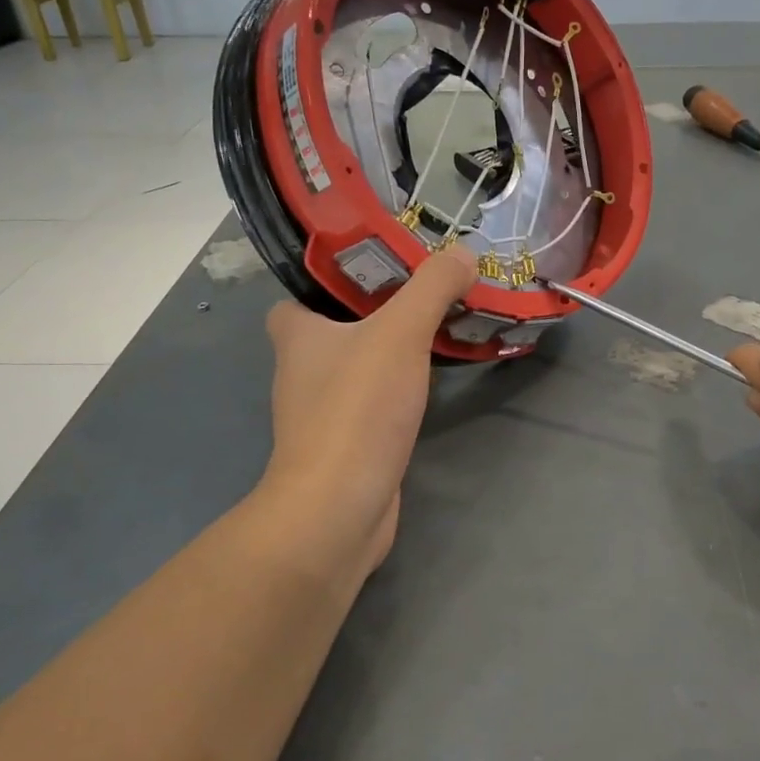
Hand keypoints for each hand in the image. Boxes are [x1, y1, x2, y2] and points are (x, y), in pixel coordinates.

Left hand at [264, 247, 475, 578]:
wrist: (340, 507)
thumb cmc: (358, 408)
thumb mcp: (400, 332)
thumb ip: (432, 287)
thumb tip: (463, 253)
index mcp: (296, 335)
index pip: (297, 296)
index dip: (329, 282)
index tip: (378, 269)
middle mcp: (301, 371)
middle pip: (335, 329)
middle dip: (375, 312)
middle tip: (425, 293)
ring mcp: (323, 413)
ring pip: (357, 368)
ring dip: (389, 353)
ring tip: (438, 330)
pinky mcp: (347, 445)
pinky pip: (373, 404)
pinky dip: (397, 392)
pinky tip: (430, 385)